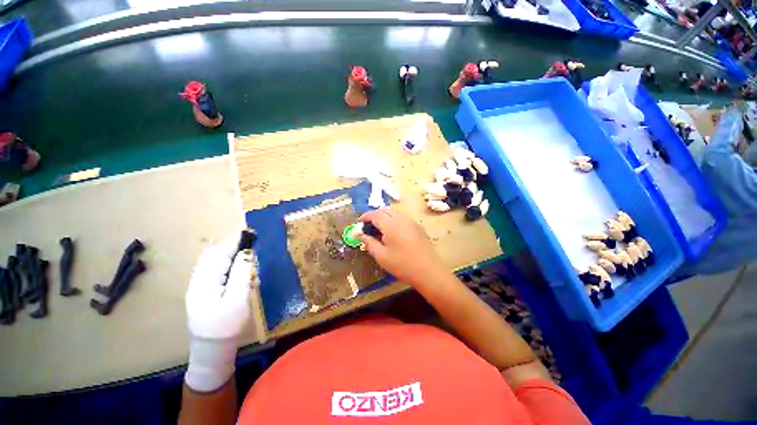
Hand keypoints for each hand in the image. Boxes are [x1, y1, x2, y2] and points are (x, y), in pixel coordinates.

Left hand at [184, 233, 256, 392]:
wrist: (211, 351)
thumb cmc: (227, 327)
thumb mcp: (238, 301)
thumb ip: (242, 275)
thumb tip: (247, 254)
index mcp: (204, 284)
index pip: (218, 255)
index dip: (234, 243)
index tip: (249, 233)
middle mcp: (196, 282)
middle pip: (211, 256)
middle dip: (230, 245)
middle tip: (249, 241)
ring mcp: (197, 288)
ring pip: (209, 262)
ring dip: (226, 252)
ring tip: (244, 249)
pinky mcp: (201, 293)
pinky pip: (211, 269)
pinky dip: (223, 261)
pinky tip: (234, 264)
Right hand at [358, 209, 442, 285]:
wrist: (428, 270)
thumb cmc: (402, 264)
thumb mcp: (381, 256)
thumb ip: (369, 243)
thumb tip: (360, 234)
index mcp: (391, 224)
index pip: (375, 214)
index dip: (365, 217)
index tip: (359, 223)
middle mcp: (401, 218)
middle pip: (385, 211)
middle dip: (375, 216)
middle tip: (368, 226)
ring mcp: (411, 222)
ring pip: (394, 214)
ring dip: (384, 218)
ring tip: (379, 230)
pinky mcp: (418, 227)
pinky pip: (402, 218)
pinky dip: (394, 221)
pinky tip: (393, 233)